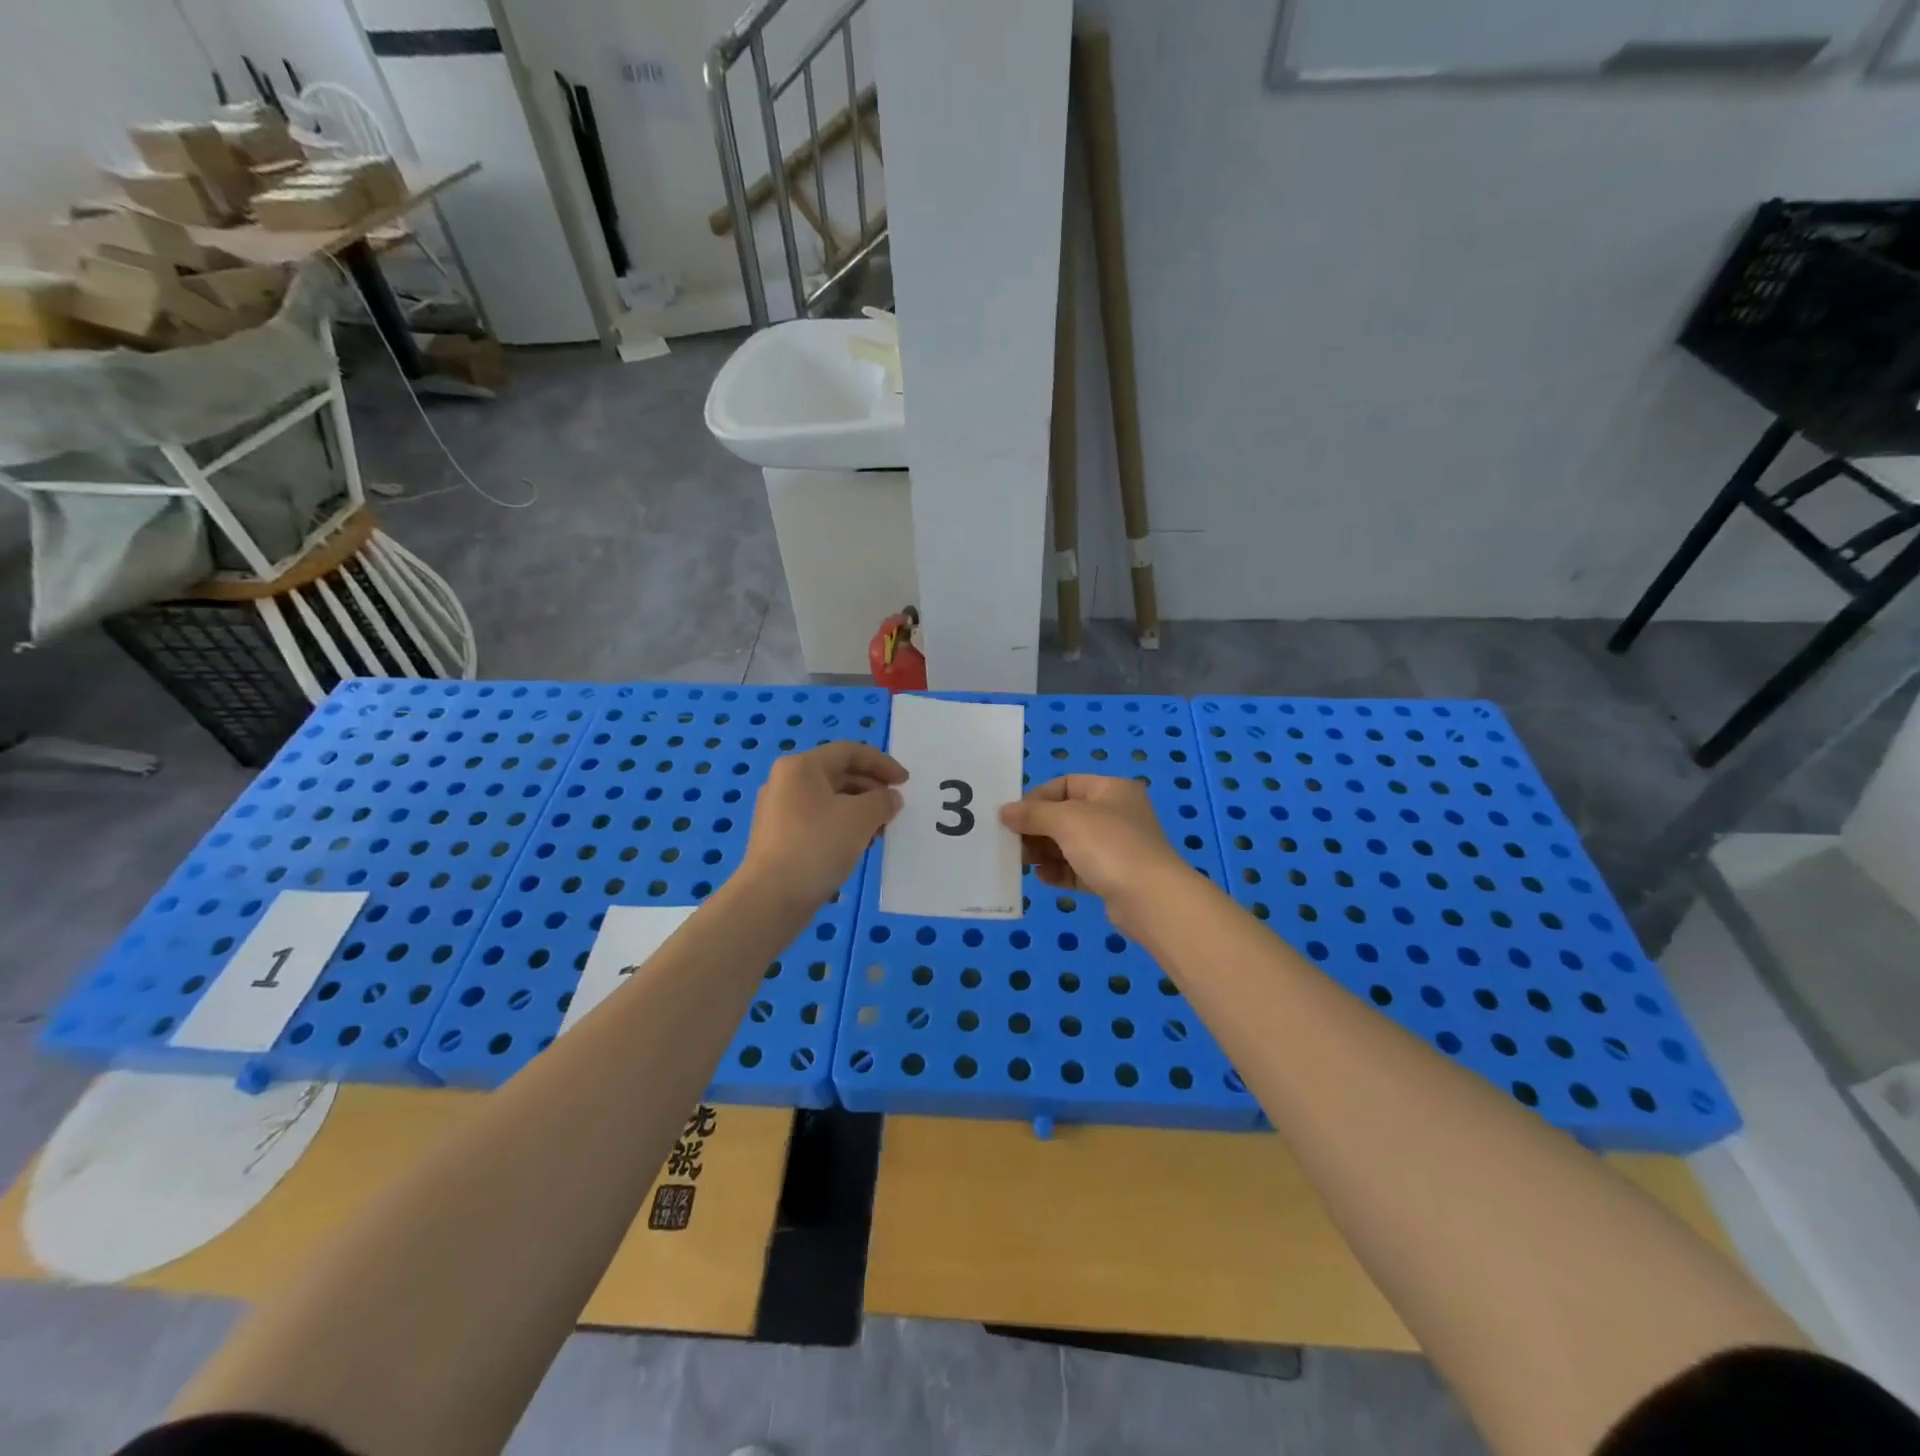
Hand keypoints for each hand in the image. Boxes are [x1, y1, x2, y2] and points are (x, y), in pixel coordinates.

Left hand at [742, 742, 905, 905]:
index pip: (849, 752)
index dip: (882, 763)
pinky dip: (843, 825)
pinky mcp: (779, 837)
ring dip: (860, 809)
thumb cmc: (817, 846)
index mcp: (801, 767)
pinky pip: (819, 819)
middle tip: (895, 807)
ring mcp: (779, 810)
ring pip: (830, 799)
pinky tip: (859, 845)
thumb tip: (890, 798)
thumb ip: (883, 801)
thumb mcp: (861, 818)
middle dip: (872, 788)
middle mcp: (786, 782)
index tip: (906, 782)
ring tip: (882, 830)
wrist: (772, 898)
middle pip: (838, 774)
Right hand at [998, 775, 1190, 925]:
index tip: (1014, 816)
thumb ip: (1032, 814)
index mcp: (1112, 790)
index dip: (1037, 798)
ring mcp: (1116, 848)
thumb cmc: (1109, 845)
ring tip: (1022, 862)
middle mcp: (1116, 814)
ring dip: (1044, 851)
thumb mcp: (1065, 820)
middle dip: (1037, 828)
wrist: (1150, 899)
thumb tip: (1005, 812)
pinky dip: (1059, 871)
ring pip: (1071, 844)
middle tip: (1013, 843)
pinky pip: (1078, 869)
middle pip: (1066, 815)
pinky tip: (1042, 877)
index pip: (1066, 784)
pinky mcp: (1113, 878)